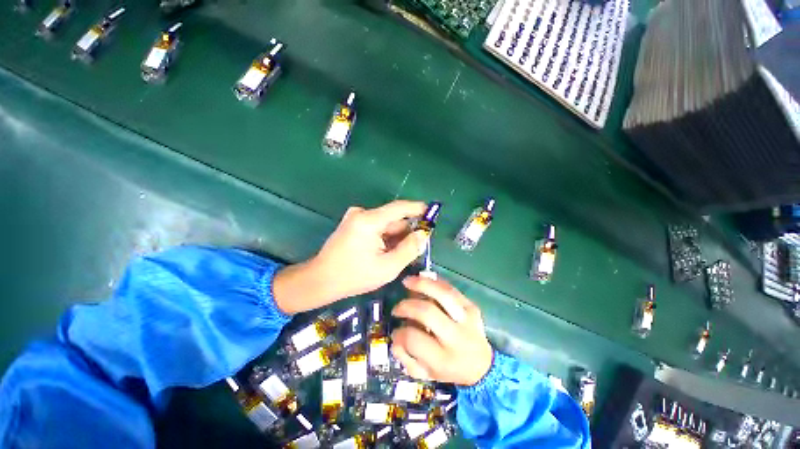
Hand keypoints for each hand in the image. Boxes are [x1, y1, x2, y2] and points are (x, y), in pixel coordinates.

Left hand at [273, 200, 427, 313]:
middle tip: (416, 249)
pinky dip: (385, 238)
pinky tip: (385, 253)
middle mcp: (362, 213)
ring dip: (395, 237)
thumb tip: (423, 234)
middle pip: (394, 219)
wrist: (321, 280)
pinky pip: (377, 227)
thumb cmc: (354, 276)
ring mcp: (356, 218)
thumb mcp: (388, 267)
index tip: (433, 213)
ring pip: (386, 224)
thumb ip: (409, 249)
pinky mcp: (353, 224)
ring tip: (397, 256)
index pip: (400, 208)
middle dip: (406, 232)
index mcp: (369, 220)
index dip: (418, 209)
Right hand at [390, 276, 493, 385]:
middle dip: (407, 306)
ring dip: (421, 284)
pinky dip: (435, 282)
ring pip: (442, 294)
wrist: (482, 366)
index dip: (399, 333)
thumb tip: (395, 336)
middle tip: (397, 308)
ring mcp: (467, 319)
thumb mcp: (425, 374)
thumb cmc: (449, 370)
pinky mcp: (472, 306)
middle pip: (427, 312)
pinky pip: (451, 289)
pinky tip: (422, 279)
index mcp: (443, 359)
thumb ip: (406, 358)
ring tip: (407, 282)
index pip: (414, 339)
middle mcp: (456, 337)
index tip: (395, 330)